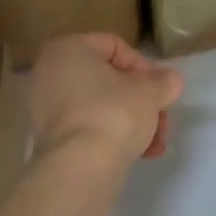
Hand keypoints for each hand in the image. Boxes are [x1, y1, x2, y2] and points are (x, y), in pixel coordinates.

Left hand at [29, 34, 184, 165]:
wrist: (80, 168)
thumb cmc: (114, 114)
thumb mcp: (150, 92)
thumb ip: (164, 81)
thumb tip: (171, 80)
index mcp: (68, 49)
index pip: (116, 47)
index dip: (144, 68)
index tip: (160, 90)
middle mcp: (49, 72)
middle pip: (109, 80)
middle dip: (141, 101)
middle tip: (162, 121)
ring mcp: (45, 107)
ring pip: (100, 106)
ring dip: (132, 122)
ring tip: (155, 145)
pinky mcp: (48, 138)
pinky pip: (87, 127)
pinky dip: (111, 136)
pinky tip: (138, 154)